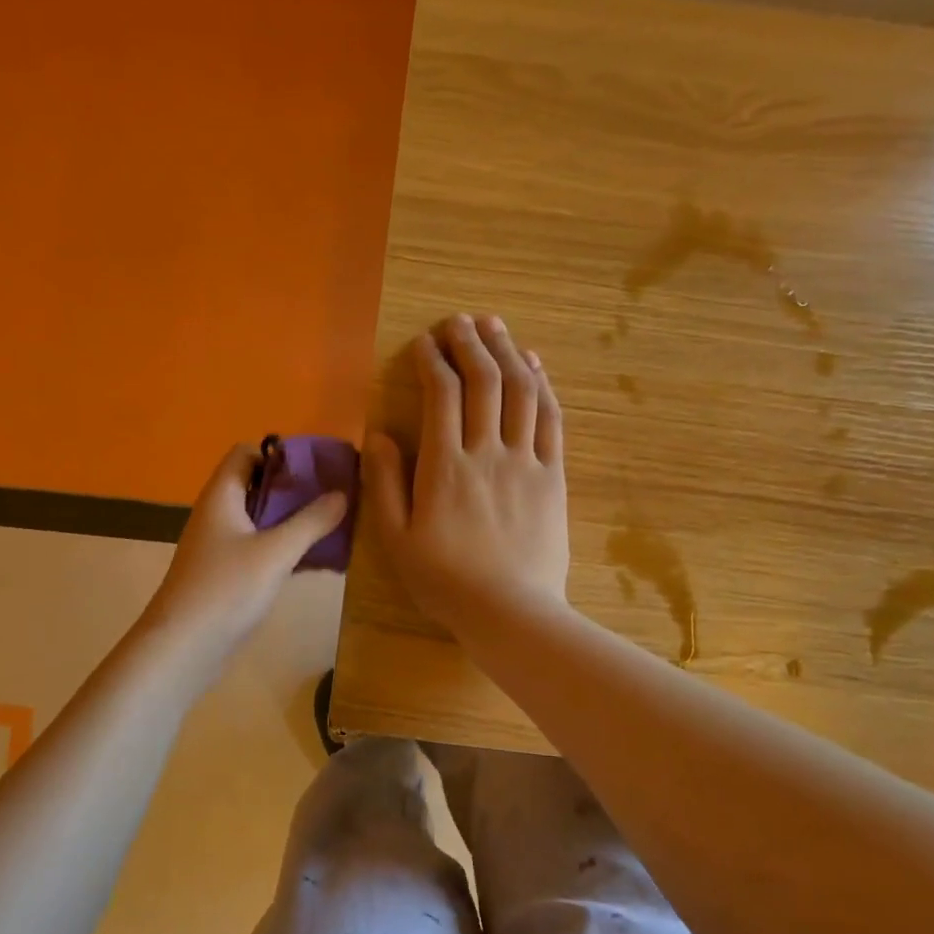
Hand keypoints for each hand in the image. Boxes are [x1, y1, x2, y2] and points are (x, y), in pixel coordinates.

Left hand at [139, 443, 349, 671]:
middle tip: (338, 494)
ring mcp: (222, 547)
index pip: (246, 453)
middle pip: (258, 486)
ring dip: (295, 520)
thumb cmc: (225, 589)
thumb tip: (342, 493)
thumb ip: (311, 521)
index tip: (317, 465)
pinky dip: (288, 548)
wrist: (182, 649)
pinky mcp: (229, 576)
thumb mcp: (275, 552)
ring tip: (337, 523)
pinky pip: (262, 550)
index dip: (279, 453)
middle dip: (296, 488)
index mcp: (222, 497)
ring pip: (263, 520)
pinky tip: (320, 559)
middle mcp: (219, 515)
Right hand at [364, 314, 568, 636]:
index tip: (424, 342)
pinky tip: (534, 365)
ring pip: (521, 391)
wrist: (512, 612)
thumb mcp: (396, 540)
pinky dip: (543, 385)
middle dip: (470, 343)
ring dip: (507, 352)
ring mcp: (526, 461)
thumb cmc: (446, 581)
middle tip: (459, 320)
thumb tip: (379, 435)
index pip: (441, 395)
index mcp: (445, 467)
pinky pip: (551, 419)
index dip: (432, 360)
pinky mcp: (553, 476)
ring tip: (495, 326)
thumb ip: (385, 484)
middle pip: (484, 381)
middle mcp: (488, 452)